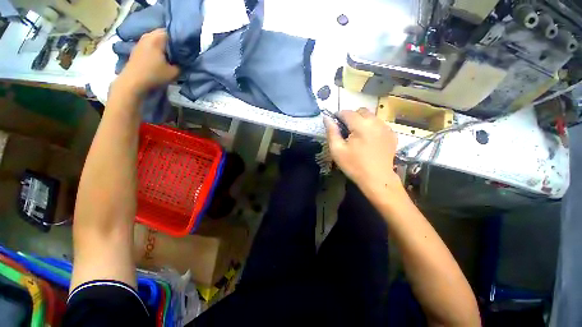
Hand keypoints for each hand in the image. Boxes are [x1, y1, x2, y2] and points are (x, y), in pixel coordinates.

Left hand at [115, 29, 179, 95]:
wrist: (133, 81)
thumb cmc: (154, 75)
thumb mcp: (174, 72)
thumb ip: (181, 64)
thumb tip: (183, 60)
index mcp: (157, 39)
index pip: (171, 32)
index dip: (180, 39)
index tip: (186, 47)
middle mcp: (148, 36)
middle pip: (162, 34)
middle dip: (172, 41)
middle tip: (180, 51)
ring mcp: (141, 42)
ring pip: (156, 38)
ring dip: (163, 45)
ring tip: (171, 54)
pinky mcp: (137, 49)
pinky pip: (150, 44)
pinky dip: (157, 47)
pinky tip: (161, 56)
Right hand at [324, 108, 399, 191]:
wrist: (377, 179)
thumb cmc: (354, 165)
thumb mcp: (337, 150)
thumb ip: (331, 132)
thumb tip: (326, 118)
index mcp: (361, 125)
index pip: (347, 112)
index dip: (338, 115)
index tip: (334, 122)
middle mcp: (375, 122)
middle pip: (361, 111)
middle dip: (351, 116)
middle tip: (346, 130)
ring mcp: (386, 127)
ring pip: (371, 116)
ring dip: (362, 121)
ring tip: (357, 135)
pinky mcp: (392, 134)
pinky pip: (379, 124)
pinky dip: (372, 127)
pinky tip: (369, 139)